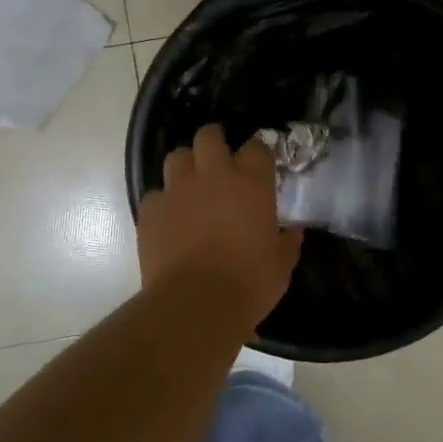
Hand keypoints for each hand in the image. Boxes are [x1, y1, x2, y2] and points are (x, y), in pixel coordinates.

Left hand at [138, 125, 302, 323]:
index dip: (258, 153)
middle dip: (214, 141)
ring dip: (186, 166)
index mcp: (250, 183)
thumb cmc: (248, 284)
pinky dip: (164, 203)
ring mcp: (177, 190)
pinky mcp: (151, 210)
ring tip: (191, 185)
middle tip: (219, 160)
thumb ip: (287, 241)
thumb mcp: (281, 265)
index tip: (259, 165)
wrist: (195, 305)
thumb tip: (291, 231)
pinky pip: (156, 195)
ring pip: (177, 157)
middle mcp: (212, 175)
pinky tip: (170, 220)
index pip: (257, 147)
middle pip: (209, 136)